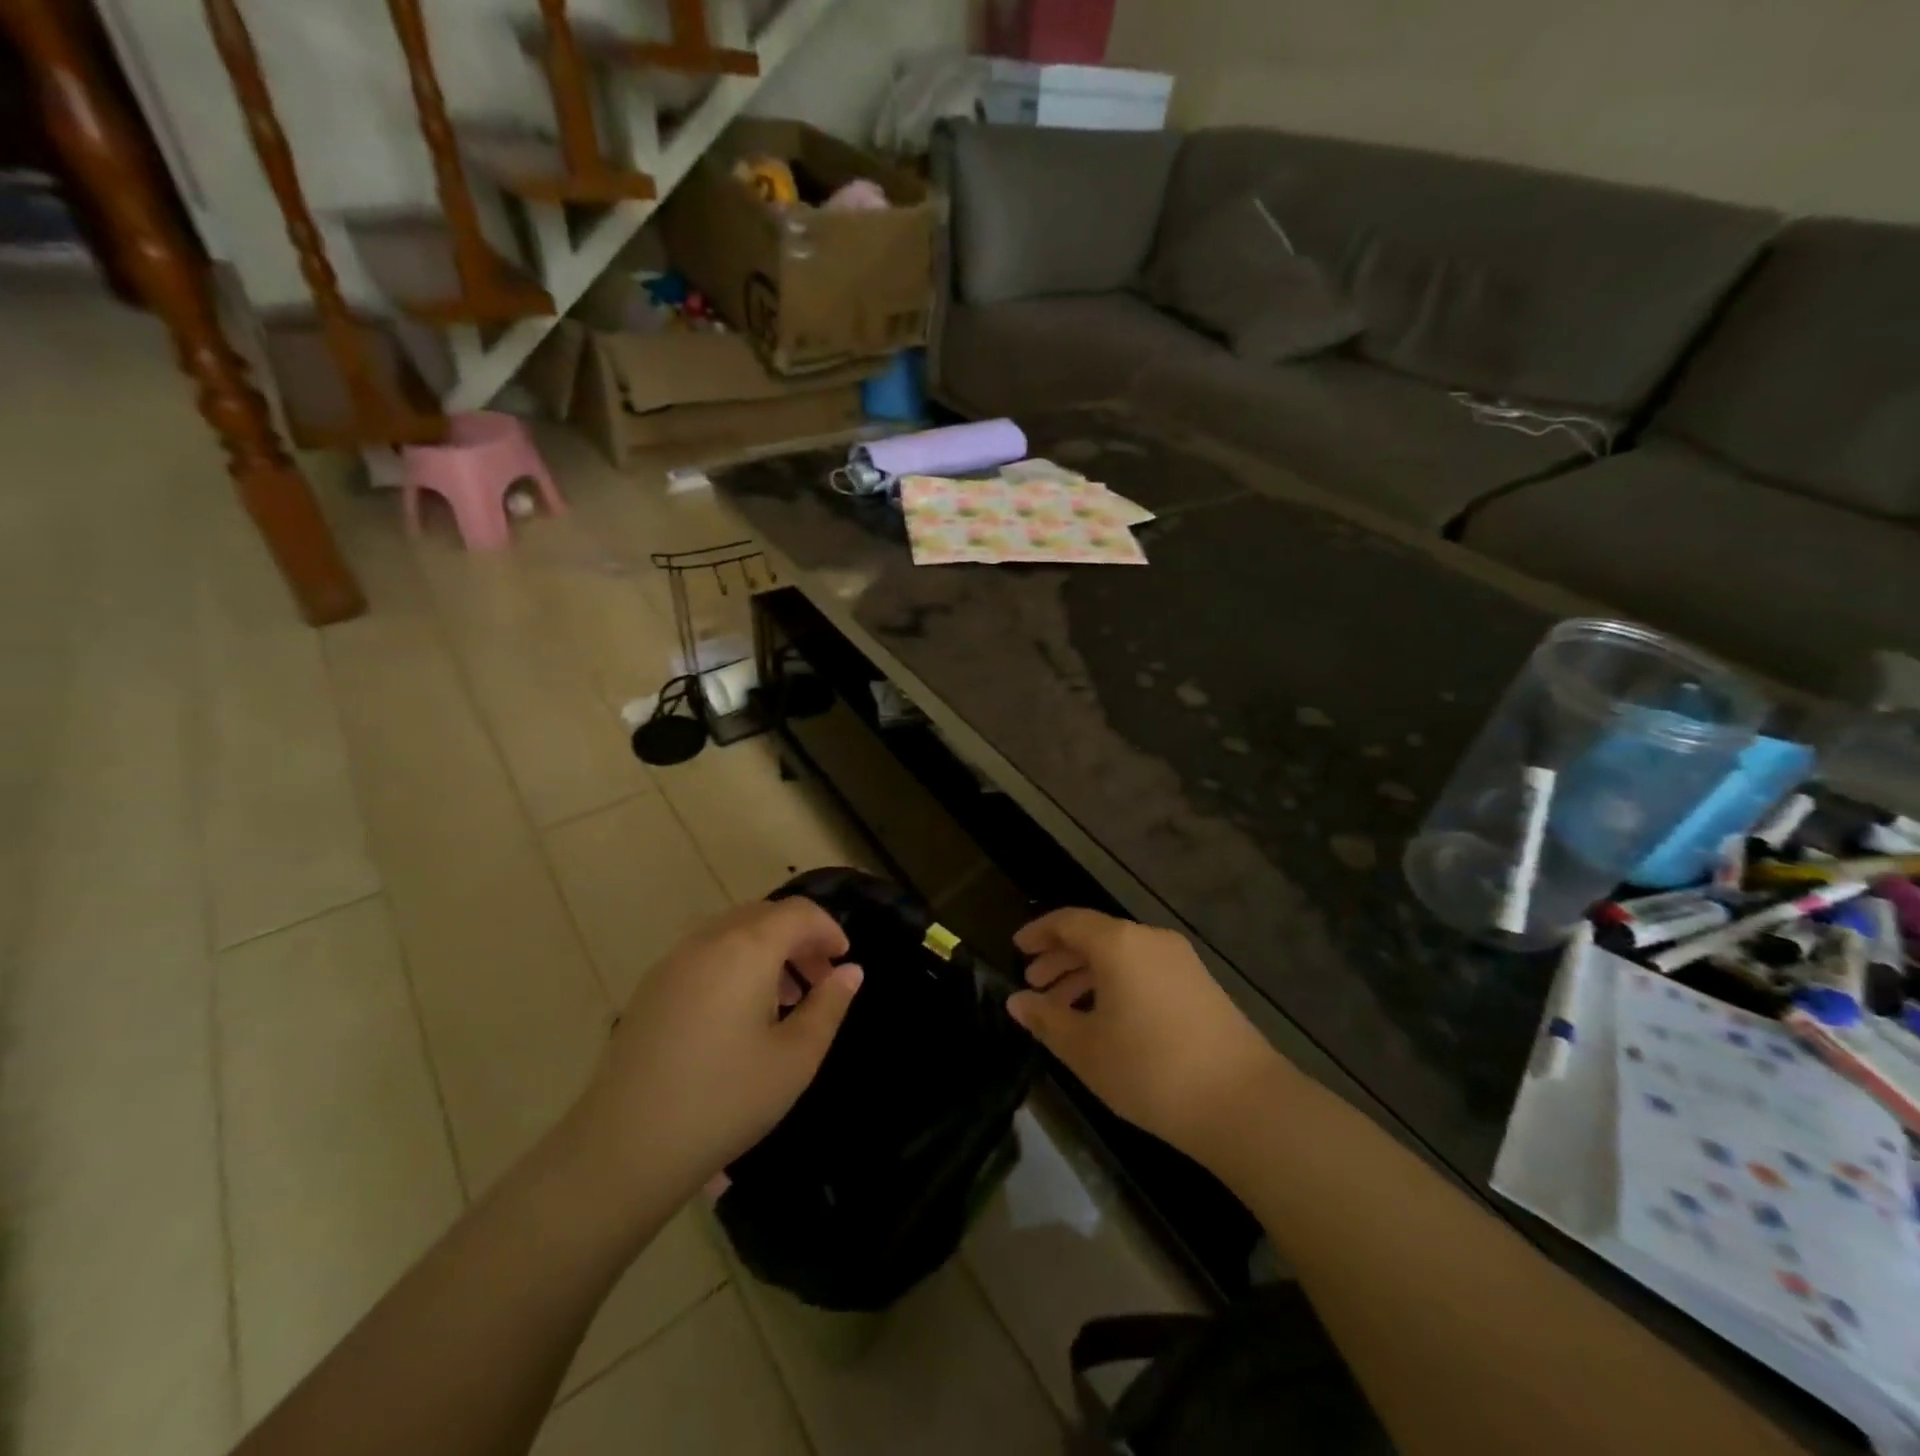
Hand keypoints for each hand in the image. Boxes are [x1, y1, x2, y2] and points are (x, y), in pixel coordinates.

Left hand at [573, 899, 863, 1205]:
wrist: (624, 1147)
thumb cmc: (724, 1099)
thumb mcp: (795, 1058)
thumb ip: (828, 1006)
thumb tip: (850, 971)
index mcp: (746, 948)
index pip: (798, 912)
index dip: (828, 929)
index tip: (844, 960)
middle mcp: (707, 940)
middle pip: (763, 915)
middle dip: (798, 938)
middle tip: (819, 980)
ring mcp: (672, 962)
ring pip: (732, 932)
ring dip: (766, 950)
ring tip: (784, 998)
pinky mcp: (650, 988)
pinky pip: (704, 954)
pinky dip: (734, 963)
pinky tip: (739, 1013)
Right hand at [1008, 909, 1286, 1164]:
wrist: (1243, 1104)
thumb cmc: (1150, 1070)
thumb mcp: (1085, 1049)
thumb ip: (1046, 1019)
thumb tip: (1016, 1001)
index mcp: (1119, 943)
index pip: (1068, 921)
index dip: (1039, 933)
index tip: (1016, 949)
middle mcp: (1150, 940)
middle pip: (1096, 936)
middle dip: (1060, 958)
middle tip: (1033, 985)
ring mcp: (1180, 961)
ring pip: (1121, 956)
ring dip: (1087, 975)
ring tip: (1063, 1008)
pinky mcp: (1200, 985)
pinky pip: (1144, 971)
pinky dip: (1116, 984)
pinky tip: (1106, 1019)